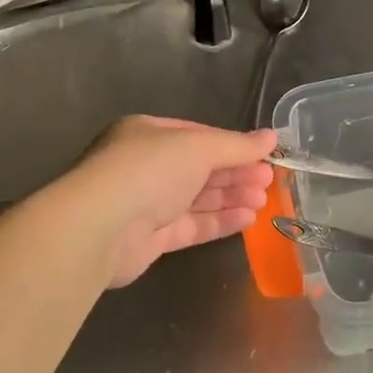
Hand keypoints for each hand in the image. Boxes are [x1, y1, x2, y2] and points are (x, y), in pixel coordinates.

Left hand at [62, 116, 276, 286]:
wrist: (100, 227)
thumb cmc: (148, 171)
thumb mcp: (198, 147)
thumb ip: (237, 145)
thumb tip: (272, 138)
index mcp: (149, 134)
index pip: (199, 136)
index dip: (233, 146)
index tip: (265, 155)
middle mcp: (146, 166)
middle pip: (200, 168)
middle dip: (236, 174)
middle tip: (270, 181)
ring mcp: (147, 203)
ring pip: (197, 198)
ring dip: (232, 197)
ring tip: (264, 202)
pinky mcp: (151, 238)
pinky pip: (192, 226)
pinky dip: (219, 221)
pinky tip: (247, 219)